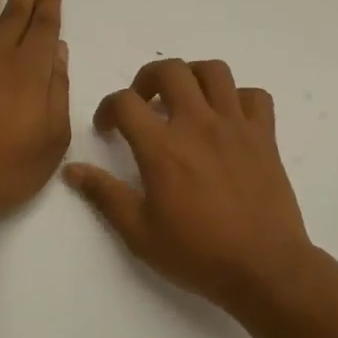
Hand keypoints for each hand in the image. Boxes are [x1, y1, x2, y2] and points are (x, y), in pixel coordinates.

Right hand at [63, 59, 315, 309]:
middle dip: (148, 78)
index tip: (107, 129)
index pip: (125, 102)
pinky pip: (255, 96)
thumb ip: (104, 195)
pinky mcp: (265, 136)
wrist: (263, 268)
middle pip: (170, 70)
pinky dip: (239, 98)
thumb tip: (71, 170)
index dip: (108, 108)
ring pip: (214, 71)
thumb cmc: (197, 253)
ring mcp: (235, 126)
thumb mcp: (139, 232)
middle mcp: (198, 124)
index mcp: (162, 147)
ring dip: (193, 76)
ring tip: (185, 100)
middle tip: (144, 104)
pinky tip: (228, 119)